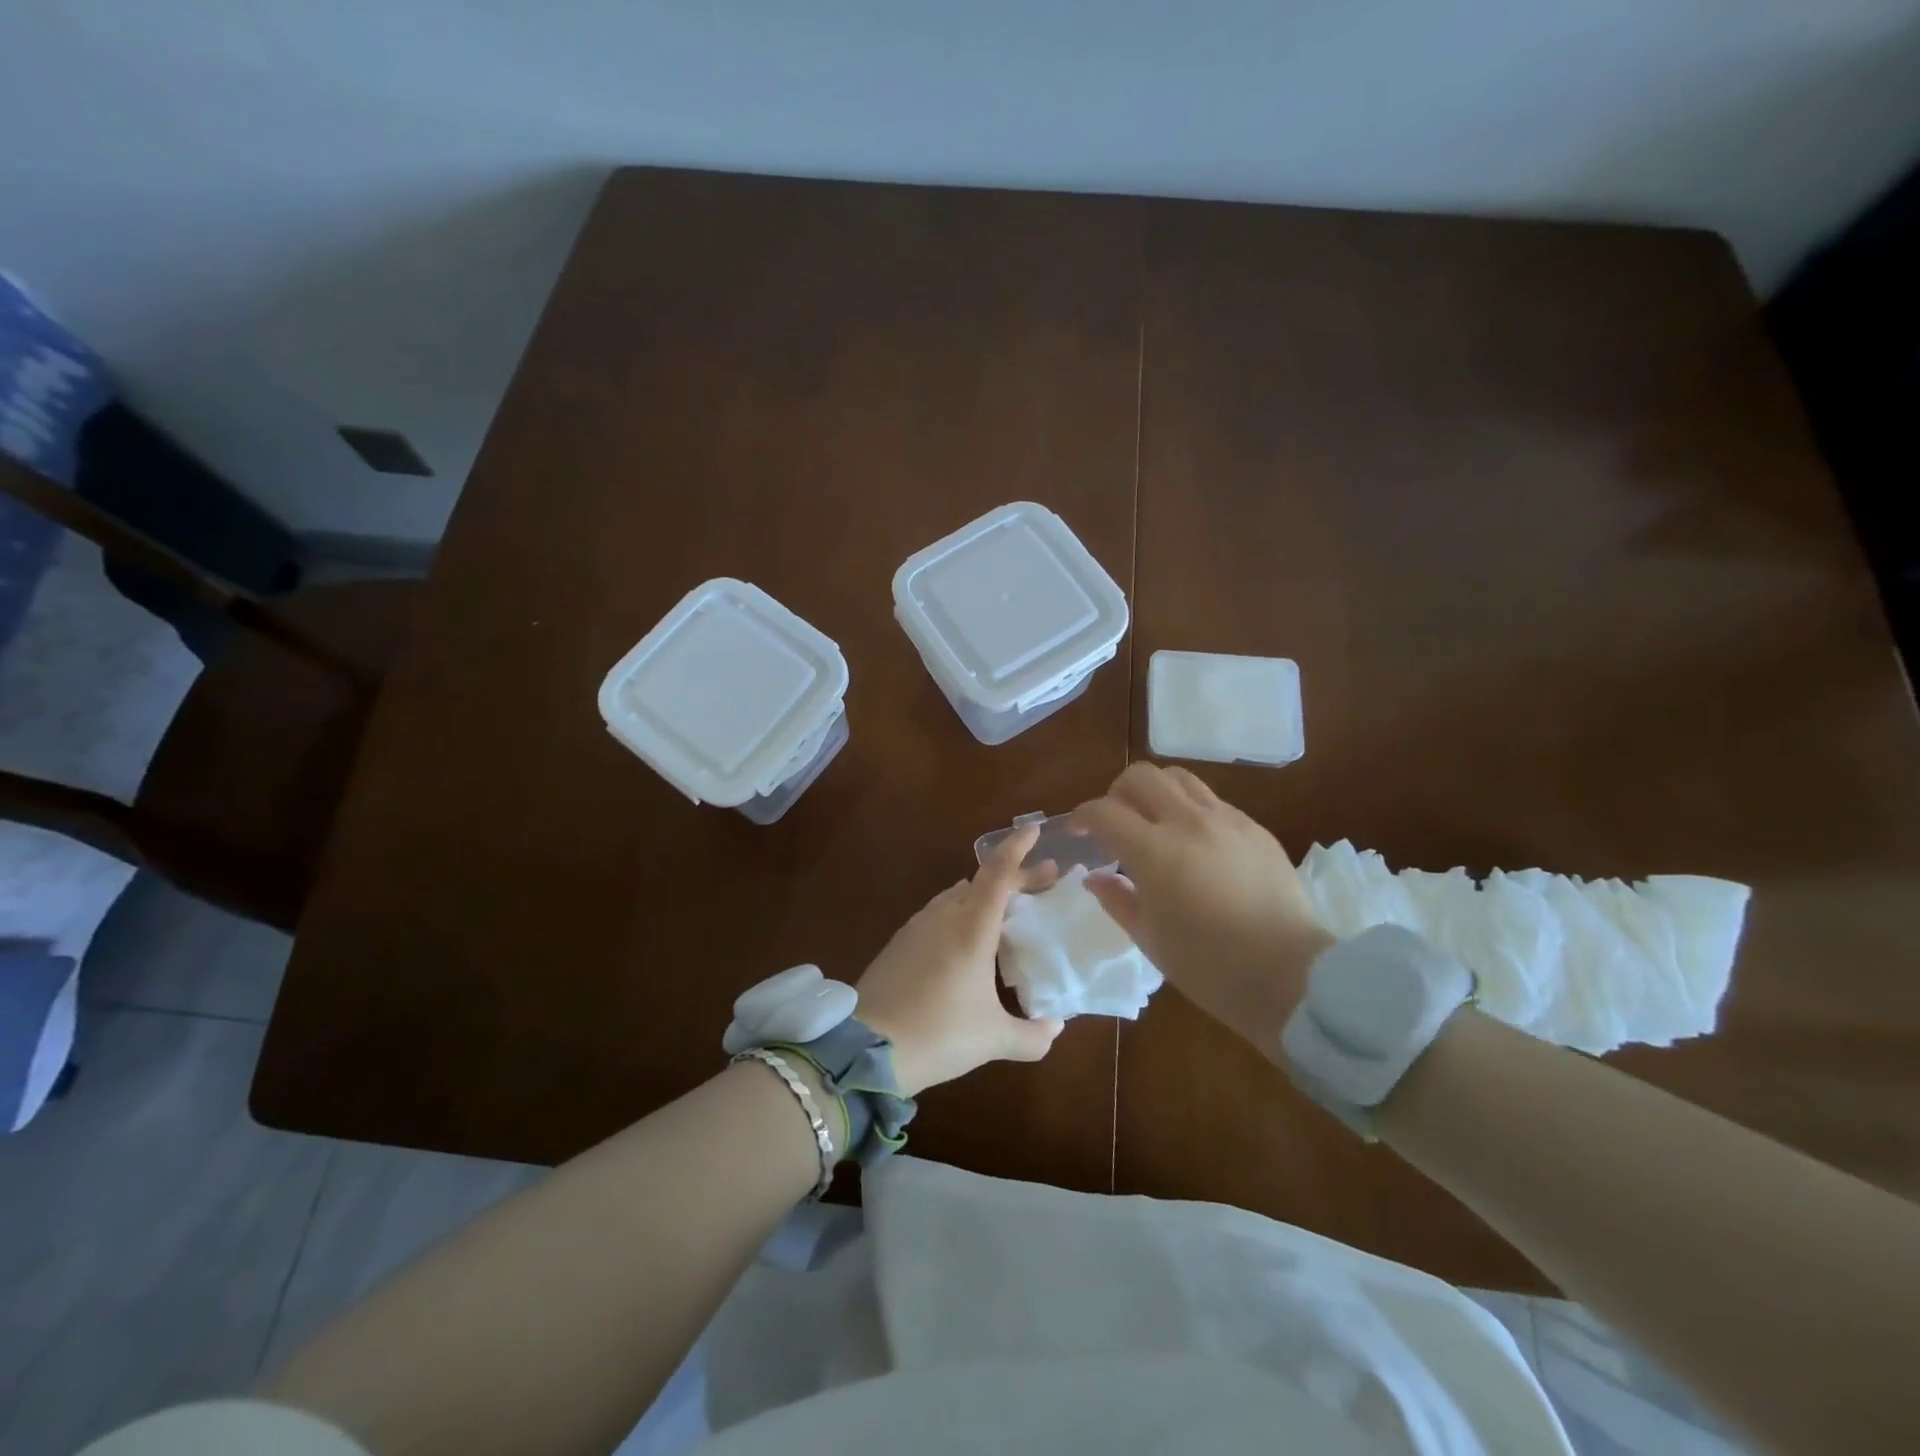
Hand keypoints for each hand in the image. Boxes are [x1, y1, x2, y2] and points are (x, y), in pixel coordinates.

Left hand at [854, 824, 1064, 1095]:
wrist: (865, 1048)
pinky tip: (967, 939)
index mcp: (971, 927)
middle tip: (1045, 880)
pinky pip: (938, 914)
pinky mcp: (900, 943)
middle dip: (1015, 876)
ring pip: (958, 896)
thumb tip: (1055, 1027)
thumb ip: (1033, 1035)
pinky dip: (962, 913)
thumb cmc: (937, 1034)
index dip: (1017, 847)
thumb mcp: (993, 1040)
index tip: (1035, 830)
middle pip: (982, 882)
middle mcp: (944, 916)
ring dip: (986, 895)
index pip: (998, 872)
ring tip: (1008, 910)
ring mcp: (917, 927)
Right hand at [1073, 763, 1334, 1050]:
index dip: (1083, 816)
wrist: (1291, 976)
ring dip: (1156, 793)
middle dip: (1117, 792)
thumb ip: (1117, 899)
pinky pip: (1213, 801)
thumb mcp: (1149, 938)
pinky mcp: (1256, 829)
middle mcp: (1189, 822)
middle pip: (1141, 776)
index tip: (1079, 831)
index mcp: (1155, 851)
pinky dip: (1190, 810)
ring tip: (1154, 824)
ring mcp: (1227, 821)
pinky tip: (1195, 844)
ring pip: (1180, 779)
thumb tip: (1095, 876)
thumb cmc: (1209, 966)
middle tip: (1116, 822)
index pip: (1105, 811)